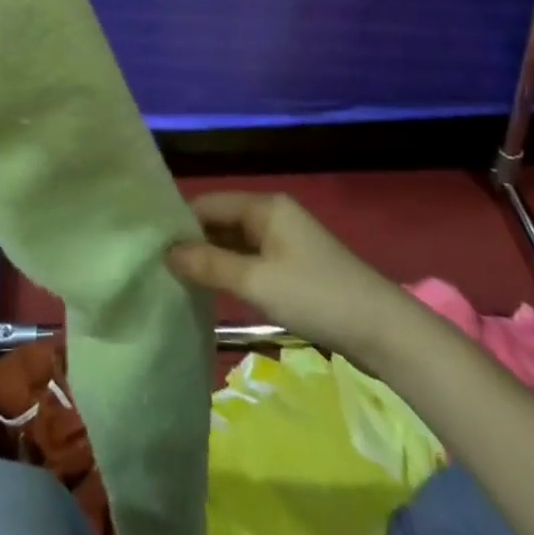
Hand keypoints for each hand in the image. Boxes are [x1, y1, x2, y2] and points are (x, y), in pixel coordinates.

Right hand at [166, 191, 405, 355]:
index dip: (180, 222)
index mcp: (265, 206)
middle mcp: (273, 214)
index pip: (208, 203)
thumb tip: (166, 252)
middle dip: (193, 241)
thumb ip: (209, 265)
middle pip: (221, 220)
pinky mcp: (293, 266)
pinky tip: (212, 289)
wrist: (382, 331)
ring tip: (176, 278)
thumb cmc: (316, 296)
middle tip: (158, 265)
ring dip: (211, 258)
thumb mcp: (257, 282)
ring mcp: (285, 240)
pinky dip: (231, 271)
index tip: (150, 245)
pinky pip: (251, 259)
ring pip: (235, 242)